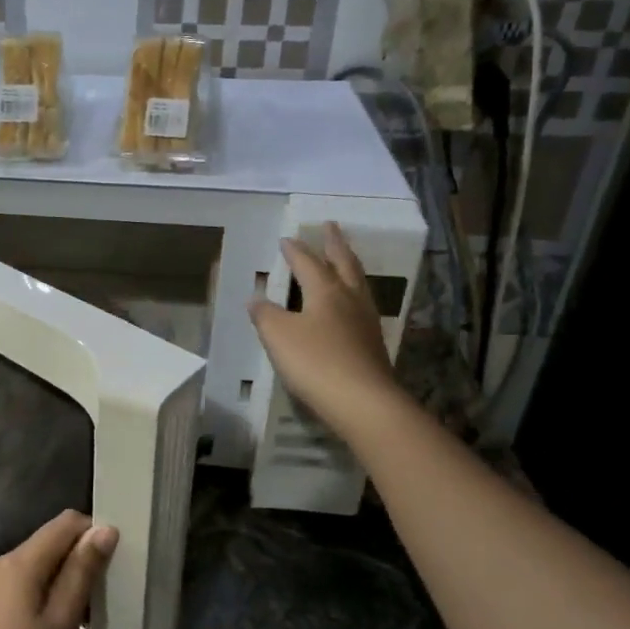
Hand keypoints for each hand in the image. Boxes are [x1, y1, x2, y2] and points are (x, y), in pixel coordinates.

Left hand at [0, 510, 116, 628]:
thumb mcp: (59, 624)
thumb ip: (81, 573)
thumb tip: (105, 529)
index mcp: (20, 562)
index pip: (65, 523)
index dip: (94, 533)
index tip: (120, 561)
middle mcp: (5, 563)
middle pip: (53, 541)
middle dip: (84, 558)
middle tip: (111, 592)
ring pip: (44, 564)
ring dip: (71, 579)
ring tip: (96, 614)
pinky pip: (31, 583)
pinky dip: (54, 593)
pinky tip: (70, 624)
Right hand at [249, 224, 400, 421]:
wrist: (363, 402)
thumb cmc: (315, 362)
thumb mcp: (278, 336)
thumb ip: (265, 314)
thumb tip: (256, 298)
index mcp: (325, 290)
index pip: (308, 263)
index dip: (295, 250)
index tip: (286, 239)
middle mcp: (349, 299)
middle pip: (343, 264)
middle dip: (335, 244)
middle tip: (331, 226)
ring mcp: (366, 321)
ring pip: (358, 283)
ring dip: (348, 266)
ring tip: (343, 258)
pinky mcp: (372, 343)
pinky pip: (361, 305)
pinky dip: (352, 293)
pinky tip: (349, 304)